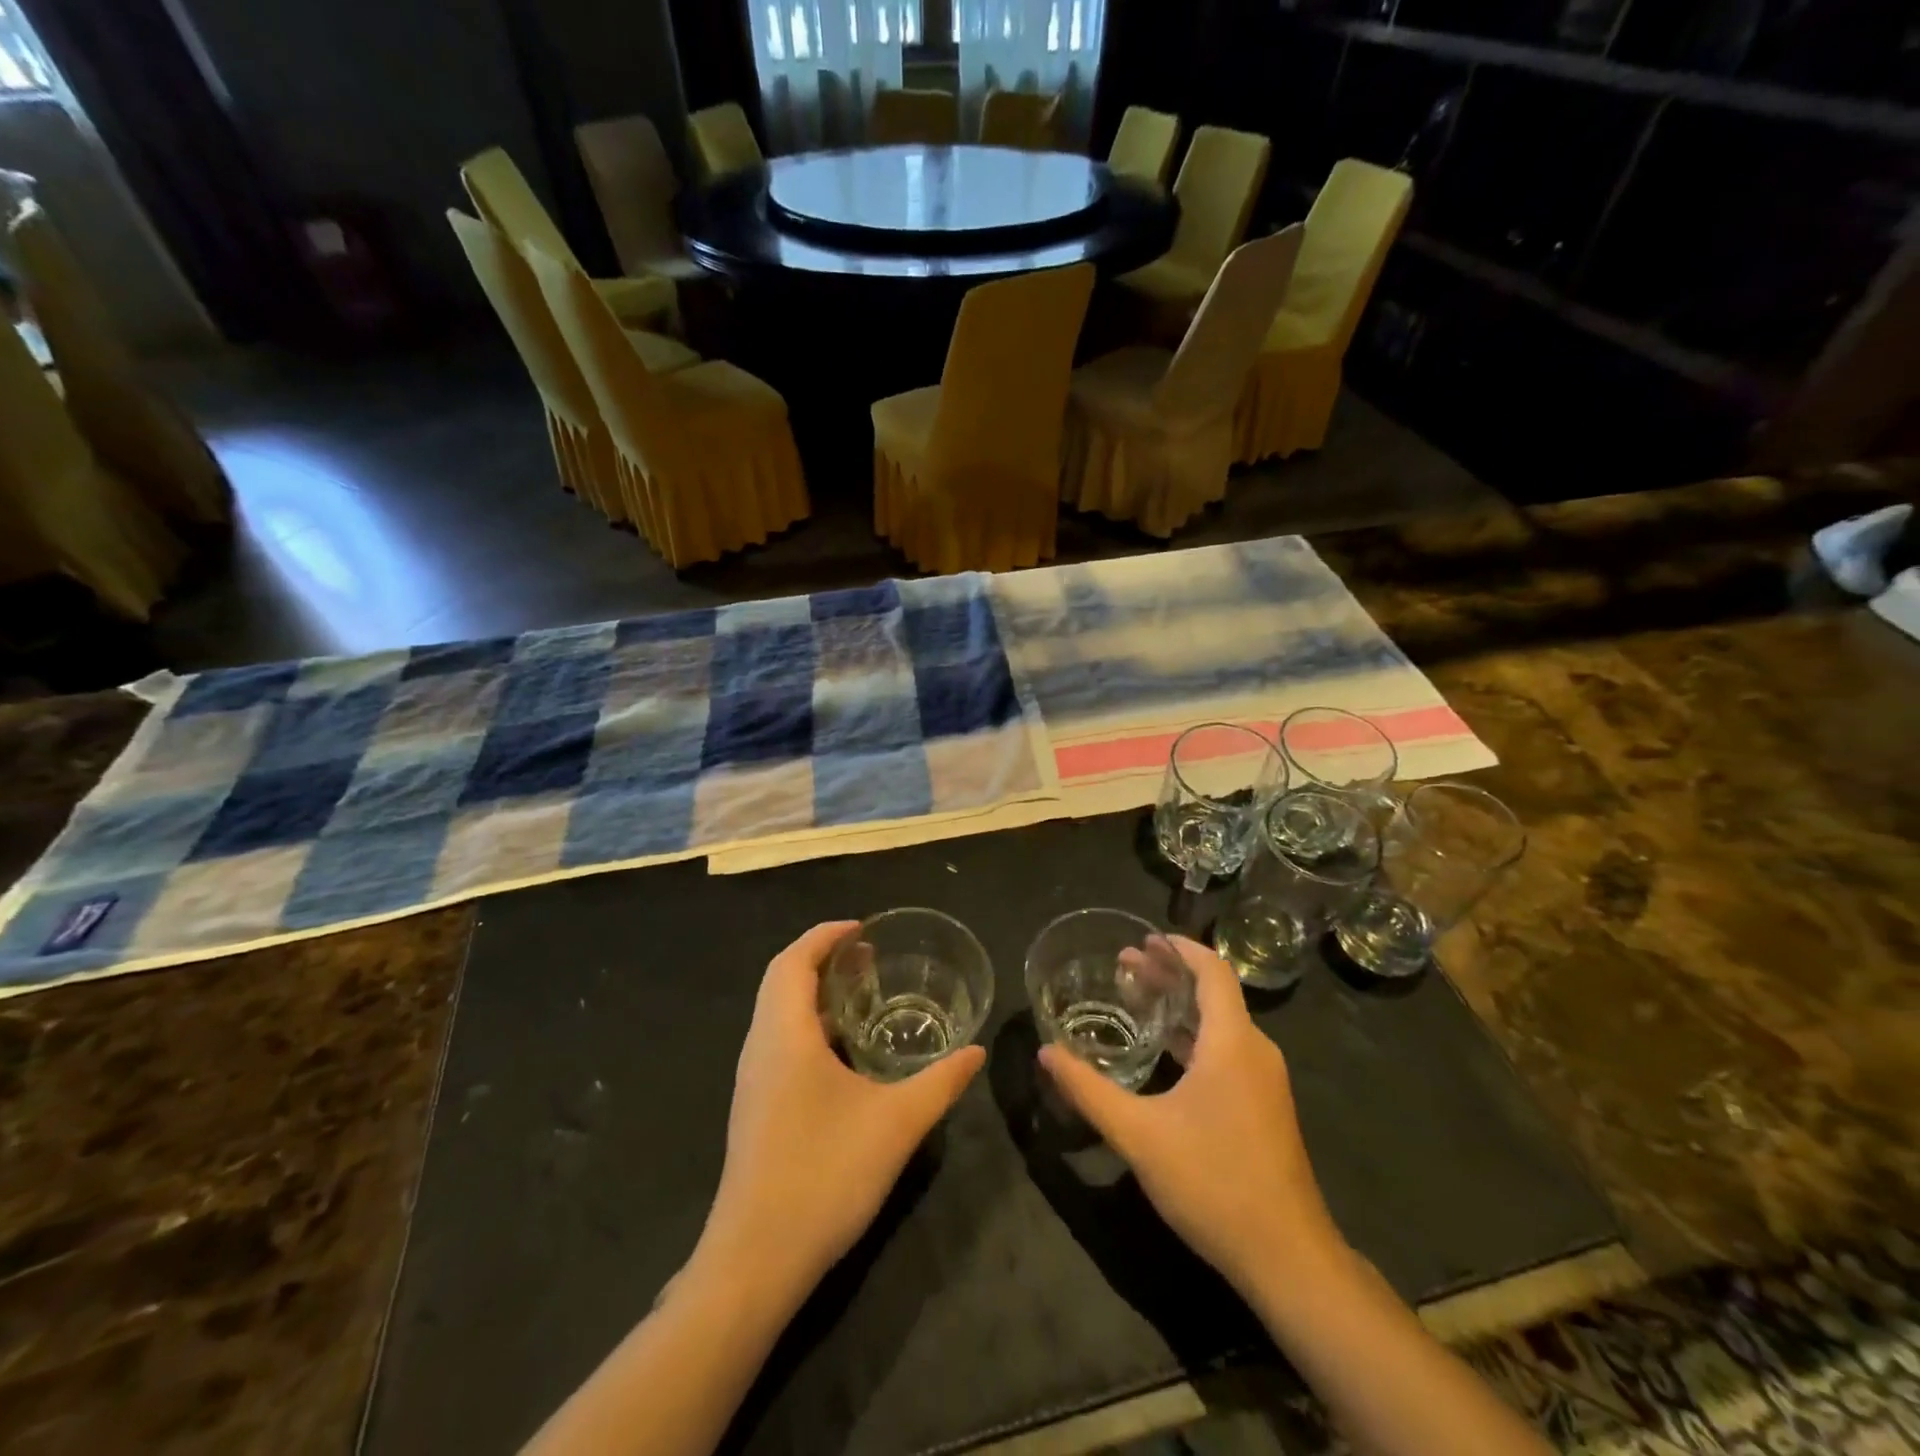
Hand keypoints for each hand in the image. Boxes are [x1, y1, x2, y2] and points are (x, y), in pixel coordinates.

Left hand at [695, 922, 984, 1303]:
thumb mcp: (896, 1124)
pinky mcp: (755, 1108)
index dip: (826, 935)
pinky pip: (778, 1042)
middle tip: (868, 957)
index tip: (863, 929)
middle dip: (822, 958)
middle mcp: (760, 1047)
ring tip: (861, 995)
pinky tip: (844, 1053)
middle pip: (781, 979)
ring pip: (777, 1012)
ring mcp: (753, 1080)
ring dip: (813, 992)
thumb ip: (940, 1082)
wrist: (756, 1260)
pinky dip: (808, 1024)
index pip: (793, 960)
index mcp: (784, 1034)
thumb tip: (976, 1052)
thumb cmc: (824, 1174)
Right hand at [1038, 936, 1341, 1297]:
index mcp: (1233, 1042)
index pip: (1212, 971)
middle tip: (1125, 964)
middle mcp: (1255, 1051)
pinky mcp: (1264, 1107)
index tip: (1145, 937)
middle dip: (1170, 974)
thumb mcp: (1138, 1134)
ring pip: (1221, 1024)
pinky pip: (1227, 1050)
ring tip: (1137, 997)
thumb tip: (1045, 1052)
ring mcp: (1264, 1081)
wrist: (1287, 1258)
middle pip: (1214, 993)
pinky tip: (1164, 1051)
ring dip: (1180, 1006)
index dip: (1180, 948)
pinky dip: (1194, 1036)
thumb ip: (1088, 1090)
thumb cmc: (1213, 1181)